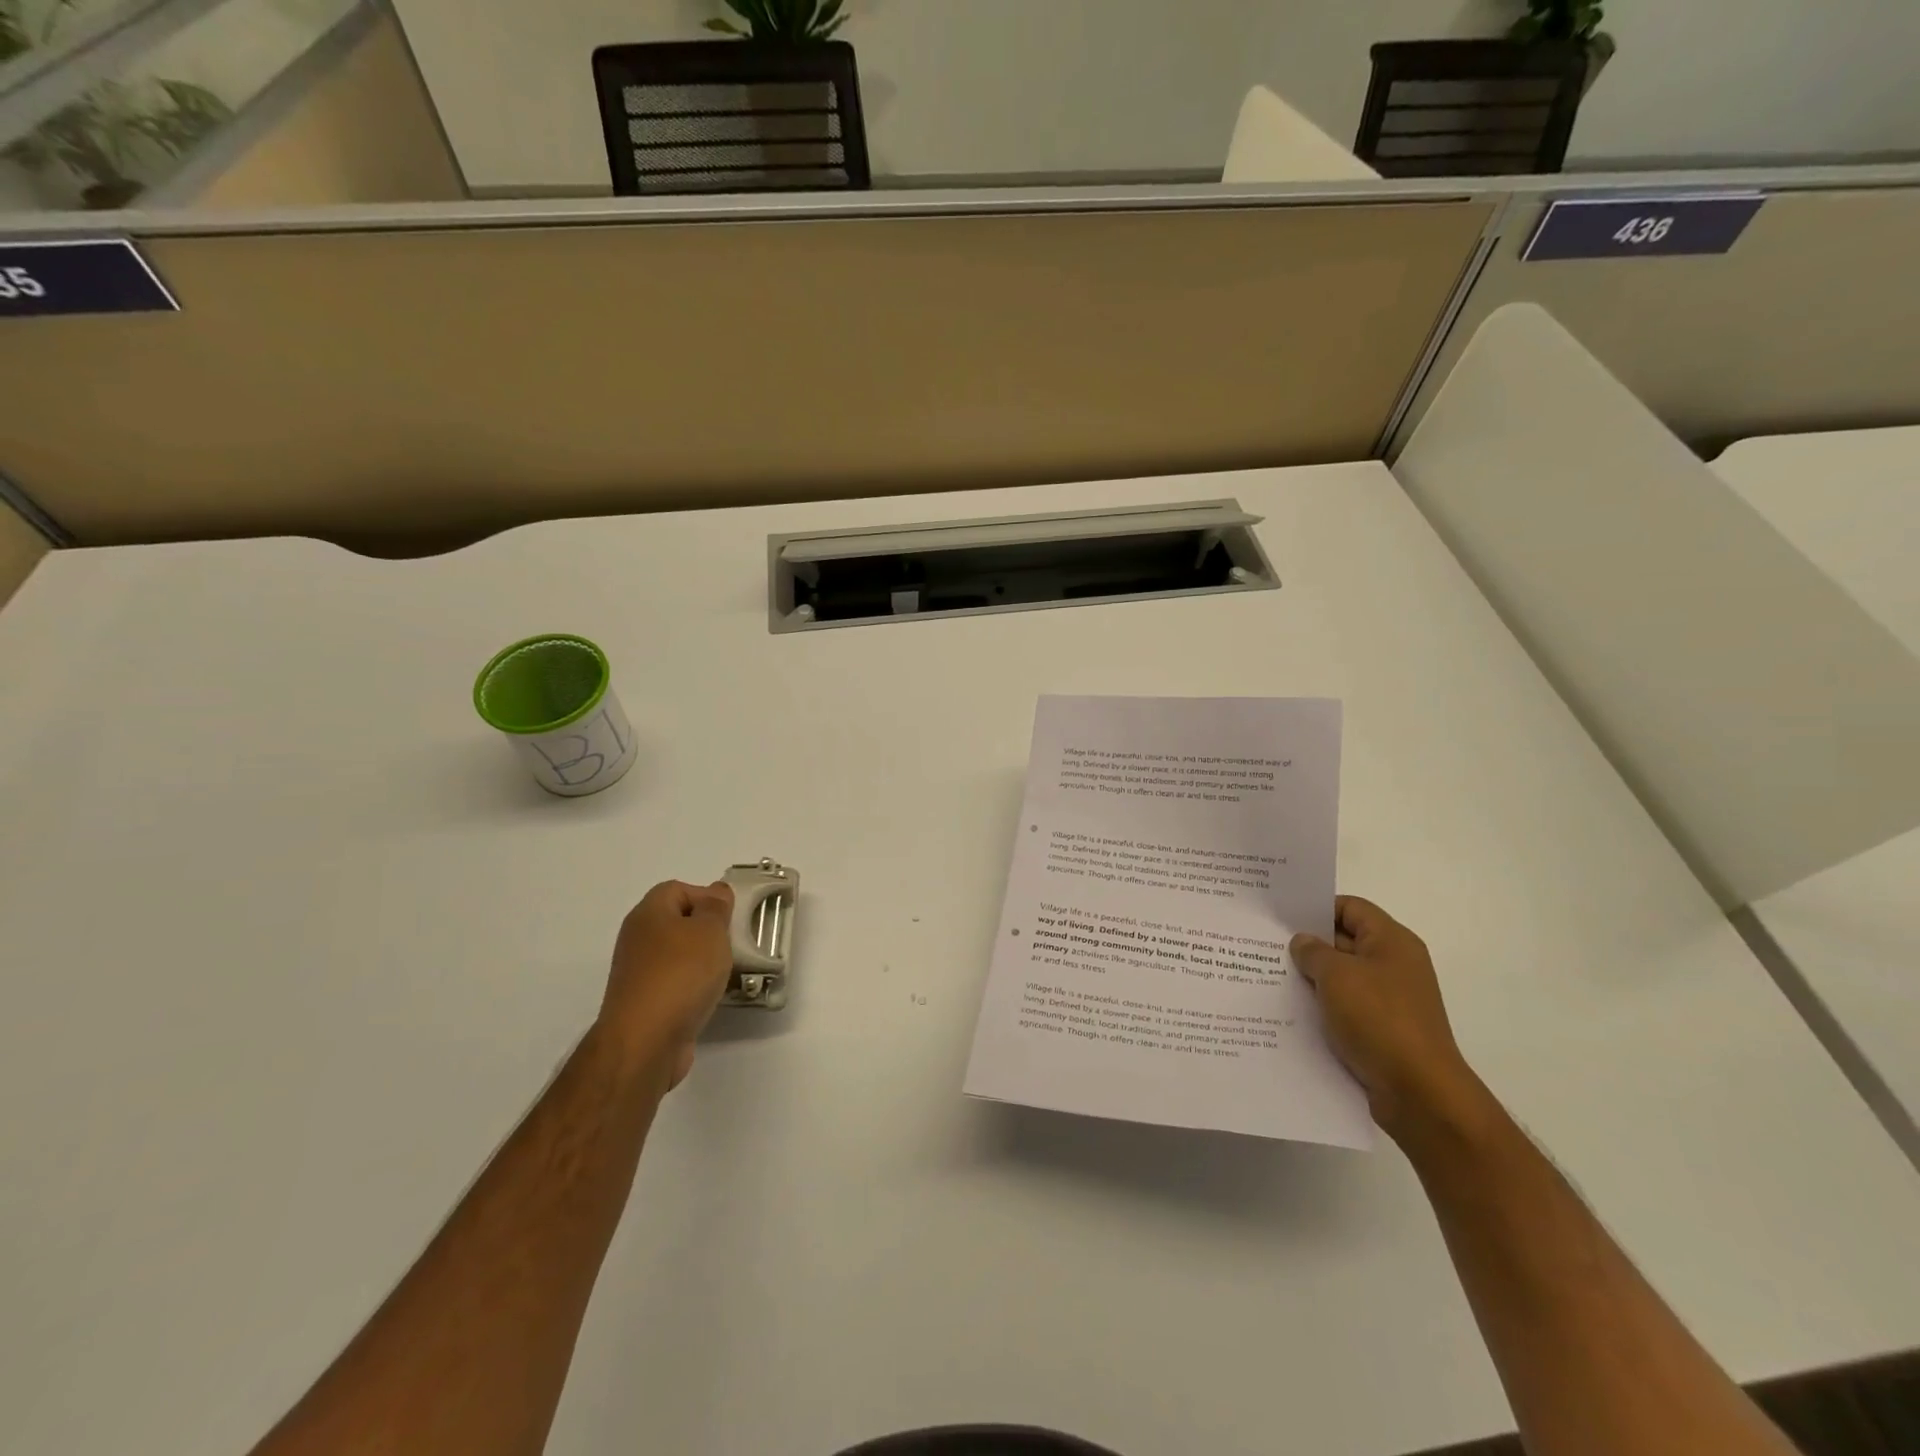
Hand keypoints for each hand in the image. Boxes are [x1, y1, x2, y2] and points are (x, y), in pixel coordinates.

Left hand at [599, 880, 734, 1089]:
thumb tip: (716, 892)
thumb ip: (716, 908)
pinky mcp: (643, 1003)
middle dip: (707, 930)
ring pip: (677, 955)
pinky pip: (674, 983)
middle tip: (732, 942)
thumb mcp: (710, 930)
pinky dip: (692, 986)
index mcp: (648, 913)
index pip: (678, 889)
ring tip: (726, 972)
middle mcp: (638, 939)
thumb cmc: (681, 974)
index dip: (706, 896)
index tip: (730, 916)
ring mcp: (638, 973)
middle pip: (677, 922)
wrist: (645, 1041)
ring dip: (702, 961)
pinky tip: (709, 997)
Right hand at [1290, 897, 1479, 1139]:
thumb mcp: (1336, 975)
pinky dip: (1323, 1006)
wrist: (1419, 1092)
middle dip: (1309, 944)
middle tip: (1265, 945)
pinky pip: (1346, 1007)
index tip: (1281, 916)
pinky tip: (1293, 1011)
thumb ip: (1313, 952)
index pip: (1350, 908)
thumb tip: (1303, 943)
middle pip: (1345, 941)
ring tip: (1271, 977)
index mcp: (1392, 942)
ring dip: (1313, 978)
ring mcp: (1391, 1000)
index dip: (1316, 908)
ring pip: (1343, 977)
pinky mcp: (1383, 1030)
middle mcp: (1395, 965)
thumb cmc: (1379, 1019)